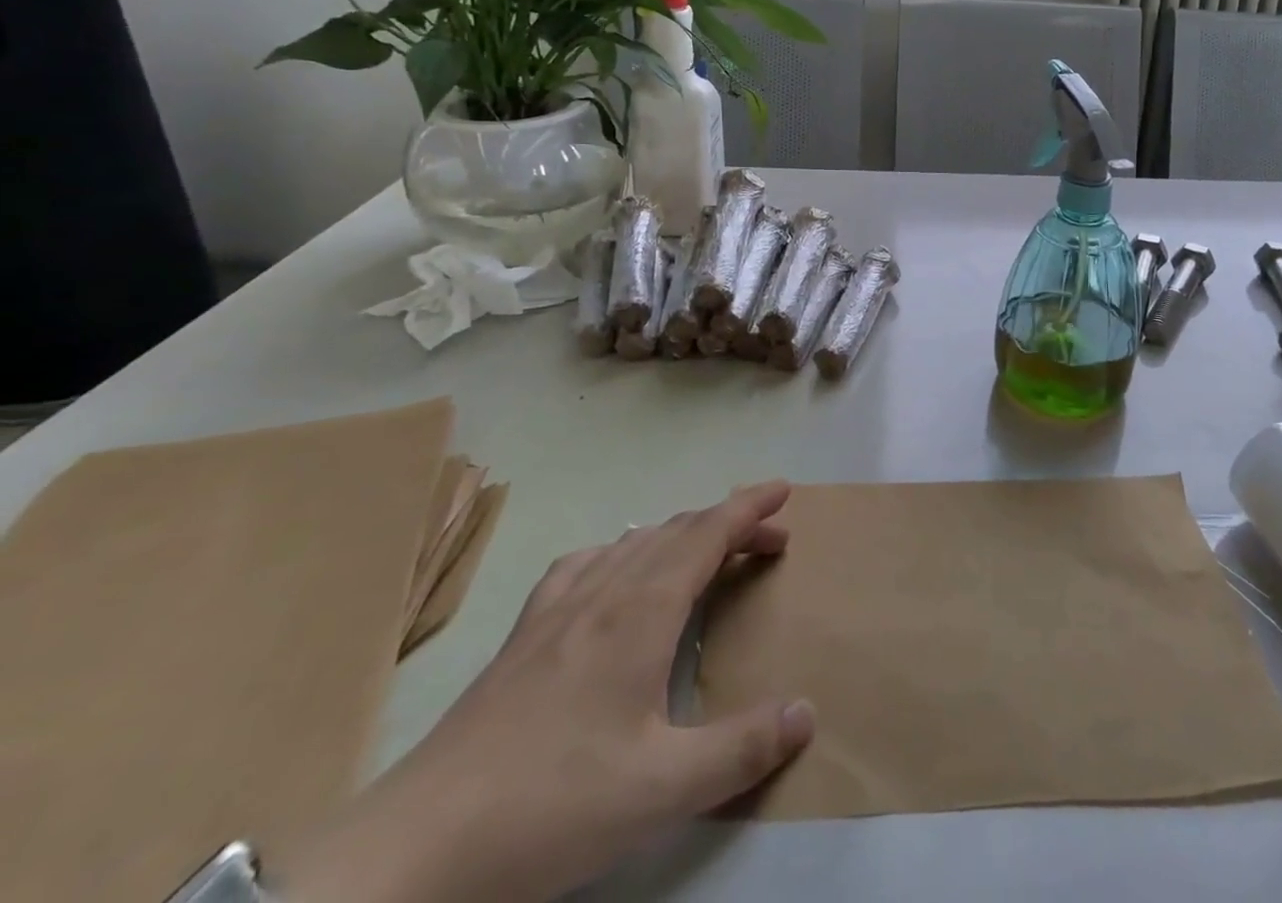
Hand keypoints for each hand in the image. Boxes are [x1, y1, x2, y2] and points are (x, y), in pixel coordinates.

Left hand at [280, 480, 814, 902]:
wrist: (415, 850)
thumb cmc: (551, 807)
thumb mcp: (662, 789)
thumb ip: (741, 748)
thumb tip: (806, 711)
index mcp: (642, 611)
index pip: (708, 531)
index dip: (749, 505)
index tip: (784, 490)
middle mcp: (604, 591)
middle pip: (678, 531)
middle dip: (729, 524)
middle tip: (769, 539)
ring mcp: (557, 610)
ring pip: (634, 543)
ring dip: (681, 535)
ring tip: (706, 554)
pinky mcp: (522, 636)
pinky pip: (584, 565)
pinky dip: (621, 552)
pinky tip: (614, 576)